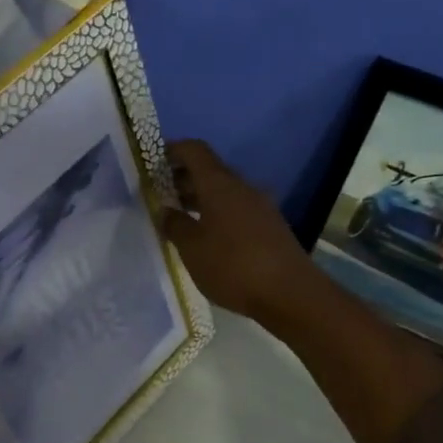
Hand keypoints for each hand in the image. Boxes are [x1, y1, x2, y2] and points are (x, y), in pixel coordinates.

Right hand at [163, 139, 315, 325]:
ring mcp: (259, 206)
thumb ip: (175, 225)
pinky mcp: (269, 226)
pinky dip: (216, 212)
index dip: (173, 150)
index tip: (153, 161)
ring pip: (223, 191)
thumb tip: (165, 210)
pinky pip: (236, 208)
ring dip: (200, 197)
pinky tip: (205, 235)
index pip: (194, 151)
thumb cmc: (233, 265)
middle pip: (209, 170)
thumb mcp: (192, 248)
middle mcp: (241, 187)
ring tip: (178, 216)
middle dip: (182, 177)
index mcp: (219, 184)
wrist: (290, 293)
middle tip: (159, 193)